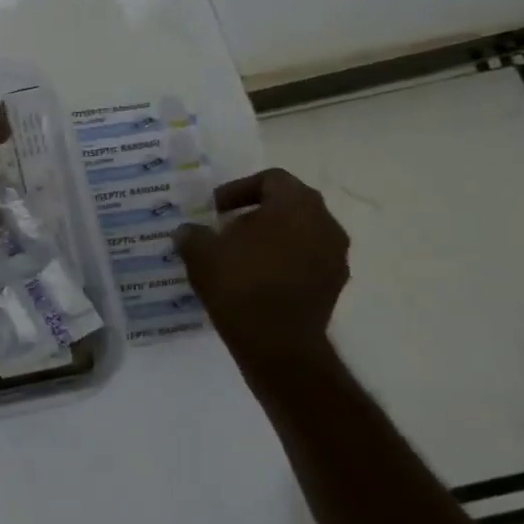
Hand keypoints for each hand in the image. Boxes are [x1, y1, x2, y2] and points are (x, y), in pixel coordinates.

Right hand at [173, 168, 348, 369]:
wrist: (278, 344)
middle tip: (227, 229)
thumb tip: (188, 231)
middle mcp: (324, 223)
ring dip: (273, 238)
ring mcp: (335, 255)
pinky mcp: (335, 285)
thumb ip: (193, 234)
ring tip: (241, 256)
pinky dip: (285, 262)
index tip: (215, 209)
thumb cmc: (240, 285)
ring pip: (301, 232)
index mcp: (295, 204)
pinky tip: (258, 279)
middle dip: (257, 212)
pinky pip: (308, 260)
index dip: (239, 189)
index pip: (271, 178)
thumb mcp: (201, 253)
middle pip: (290, 204)